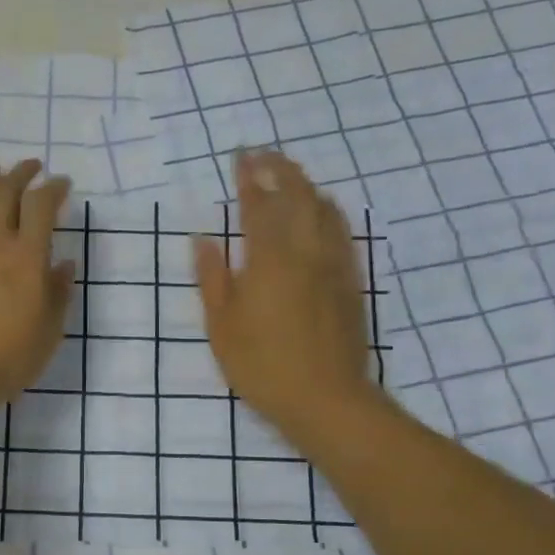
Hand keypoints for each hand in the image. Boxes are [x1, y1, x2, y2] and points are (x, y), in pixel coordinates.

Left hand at [0, 160, 74, 416]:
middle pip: (6, 193)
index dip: (54, 188)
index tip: (62, 183)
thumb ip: (58, 293)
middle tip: (30, 167)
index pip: (42, 206)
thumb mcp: (48, 332)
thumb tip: (64, 264)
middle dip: (21, 174)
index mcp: (27, 257)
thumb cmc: (7, 360)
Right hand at [194, 149, 381, 437]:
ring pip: (325, 210)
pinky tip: (322, 214)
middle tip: (264, 155)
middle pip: (298, 196)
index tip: (241, 156)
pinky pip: (342, 232)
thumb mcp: (222, 326)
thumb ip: (212, 278)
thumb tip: (203, 240)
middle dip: (281, 169)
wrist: (326, 399)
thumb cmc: (262, 366)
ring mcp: (334, 265)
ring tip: (290, 177)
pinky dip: (328, 212)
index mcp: (269, 260)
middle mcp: (306, 252)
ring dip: (306, 186)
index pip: (259, 205)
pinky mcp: (351, 282)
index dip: (250, 177)